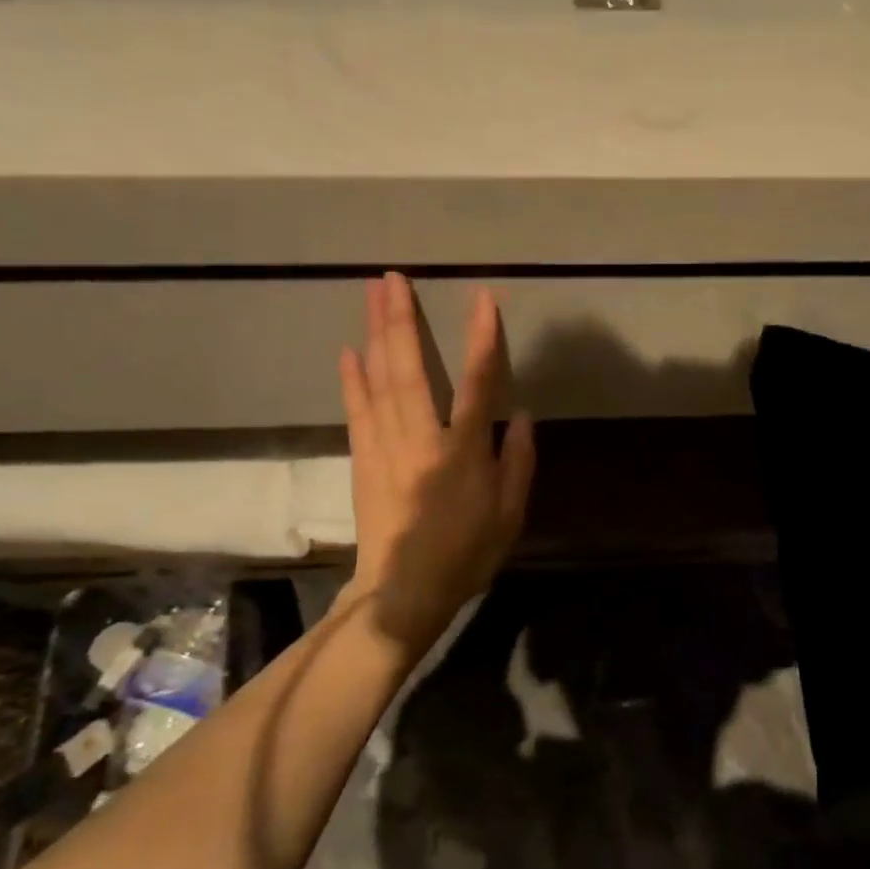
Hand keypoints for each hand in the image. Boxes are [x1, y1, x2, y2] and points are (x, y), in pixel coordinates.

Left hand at [339, 273, 534, 661]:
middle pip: (410, 369)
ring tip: (371, 296)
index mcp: (464, 452)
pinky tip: (349, 351)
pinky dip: (353, 378)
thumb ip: (518, 462)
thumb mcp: (510, 515)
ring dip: (375, 335)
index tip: (482, 299)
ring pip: (379, 380)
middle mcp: (422, 438)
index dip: (482, 339)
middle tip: (392, 278)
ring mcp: (386, 446)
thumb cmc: (466, 554)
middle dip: (401, 320)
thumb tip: (521, 415)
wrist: (403, 590)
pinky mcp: (363, 458)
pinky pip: (357, 409)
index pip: (478, 383)